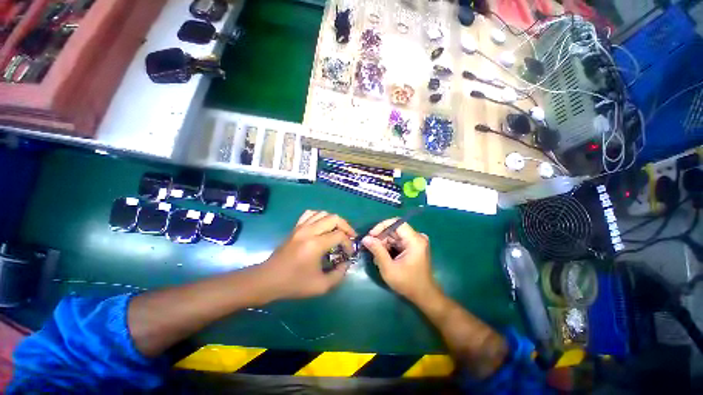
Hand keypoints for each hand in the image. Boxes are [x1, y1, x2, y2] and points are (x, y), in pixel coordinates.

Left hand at [263, 210, 356, 299]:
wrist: (268, 279)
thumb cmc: (294, 283)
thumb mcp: (320, 286)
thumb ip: (338, 274)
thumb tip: (346, 262)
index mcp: (316, 244)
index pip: (340, 235)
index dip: (348, 243)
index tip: (349, 253)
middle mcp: (309, 231)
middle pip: (334, 218)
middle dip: (346, 226)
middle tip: (349, 237)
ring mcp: (301, 227)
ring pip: (323, 213)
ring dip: (334, 221)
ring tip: (337, 231)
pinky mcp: (296, 227)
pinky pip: (310, 214)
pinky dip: (320, 216)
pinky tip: (322, 226)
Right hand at [362, 220, 436, 301]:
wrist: (424, 295)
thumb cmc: (407, 283)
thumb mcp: (388, 268)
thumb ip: (377, 251)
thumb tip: (365, 238)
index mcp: (415, 240)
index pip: (396, 223)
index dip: (382, 226)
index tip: (371, 235)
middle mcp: (417, 237)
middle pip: (394, 230)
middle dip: (381, 238)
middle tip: (371, 249)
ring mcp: (416, 242)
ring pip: (395, 235)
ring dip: (384, 244)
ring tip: (377, 256)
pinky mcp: (414, 246)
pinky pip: (398, 241)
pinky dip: (389, 247)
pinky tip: (384, 257)